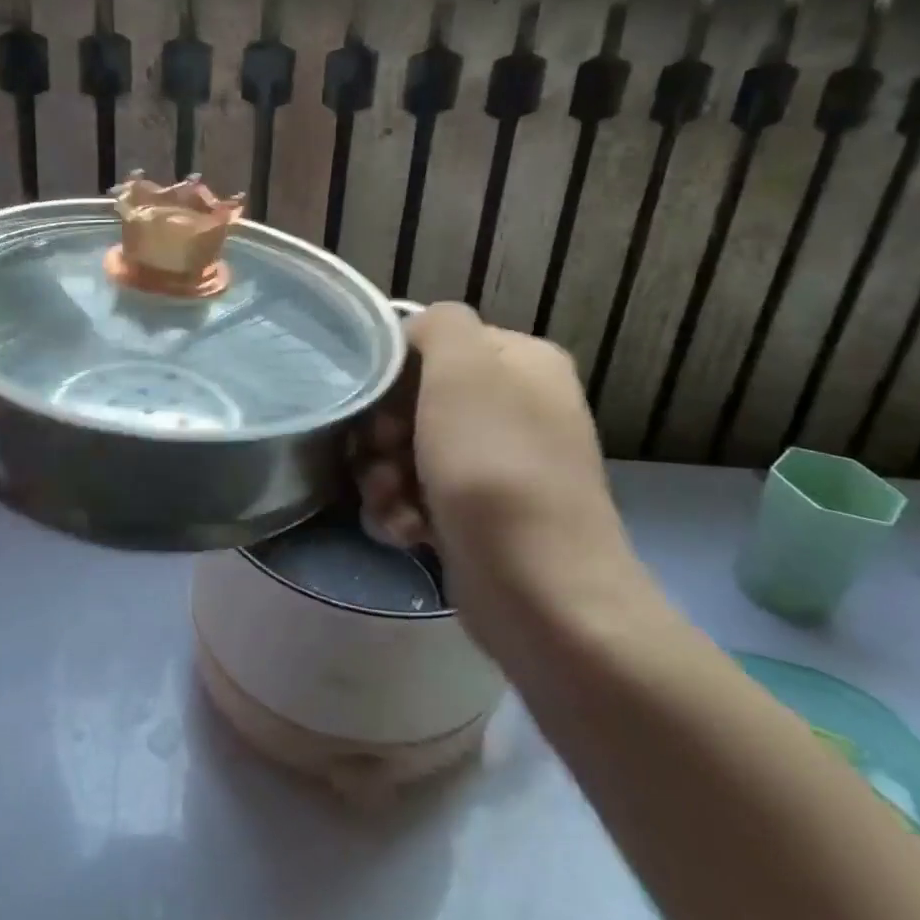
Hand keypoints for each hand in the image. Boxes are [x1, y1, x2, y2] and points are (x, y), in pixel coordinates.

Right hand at [355, 303, 645, 661]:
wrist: (540, 594)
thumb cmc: (495, 469)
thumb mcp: (464, 372)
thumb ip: (441, 325)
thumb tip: (418, 332)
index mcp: (520, 363)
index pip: (433, 342)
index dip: (394, 372)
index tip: (378, 407)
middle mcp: (514, 407)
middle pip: (415, 399)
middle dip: (384, 433)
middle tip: (381, 459)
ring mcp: (497, 464)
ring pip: (409, 450)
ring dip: (384, 476)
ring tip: (392, 504)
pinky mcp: (479, 514)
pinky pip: (421, 493)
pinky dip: (404, 510)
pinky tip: (406, 532)